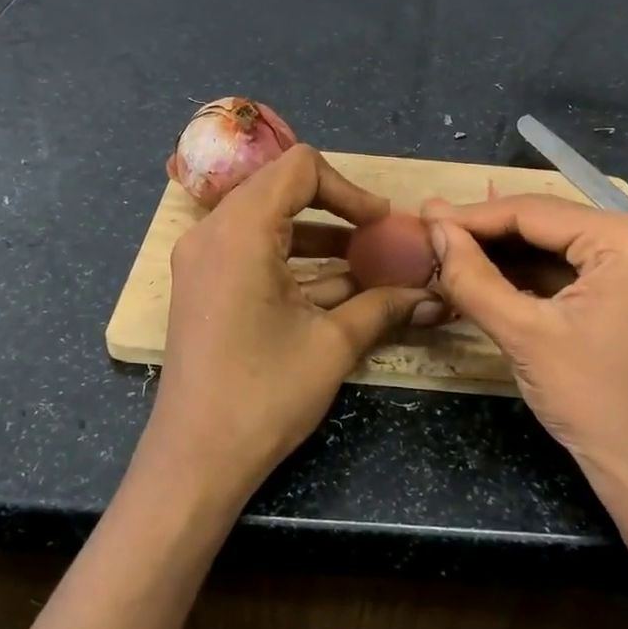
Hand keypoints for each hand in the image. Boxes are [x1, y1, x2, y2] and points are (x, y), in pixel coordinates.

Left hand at [144, 146, 437, 509]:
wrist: (196, 459)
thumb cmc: (265, 394)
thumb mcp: (333, 344)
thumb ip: (384, 306)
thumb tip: (432, 294)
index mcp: (240, 230)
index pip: (299, 169)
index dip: (349, 189)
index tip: (381, 224)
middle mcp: (213, 233)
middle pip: (281, 188)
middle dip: (336, 209)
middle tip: (377, 238)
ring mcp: (203, 260)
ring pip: (269, 222)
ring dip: (319, 238)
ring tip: (367, 266)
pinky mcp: (205, 286)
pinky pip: (254, 252)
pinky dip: (295, 262)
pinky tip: (337, 290)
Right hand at [423, 195, 627, 498]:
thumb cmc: (592, 399)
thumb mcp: (523, 335)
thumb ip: (473, 277)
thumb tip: (436, 229)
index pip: (536, 212)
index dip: (474, 216)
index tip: (426, 218)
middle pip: (550, 224)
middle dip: (490, 233)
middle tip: (435, 231)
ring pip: (561, 245)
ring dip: (509, 253)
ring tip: (454, 251)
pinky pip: (577, 269)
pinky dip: (535, 274)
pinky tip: (493, 275)